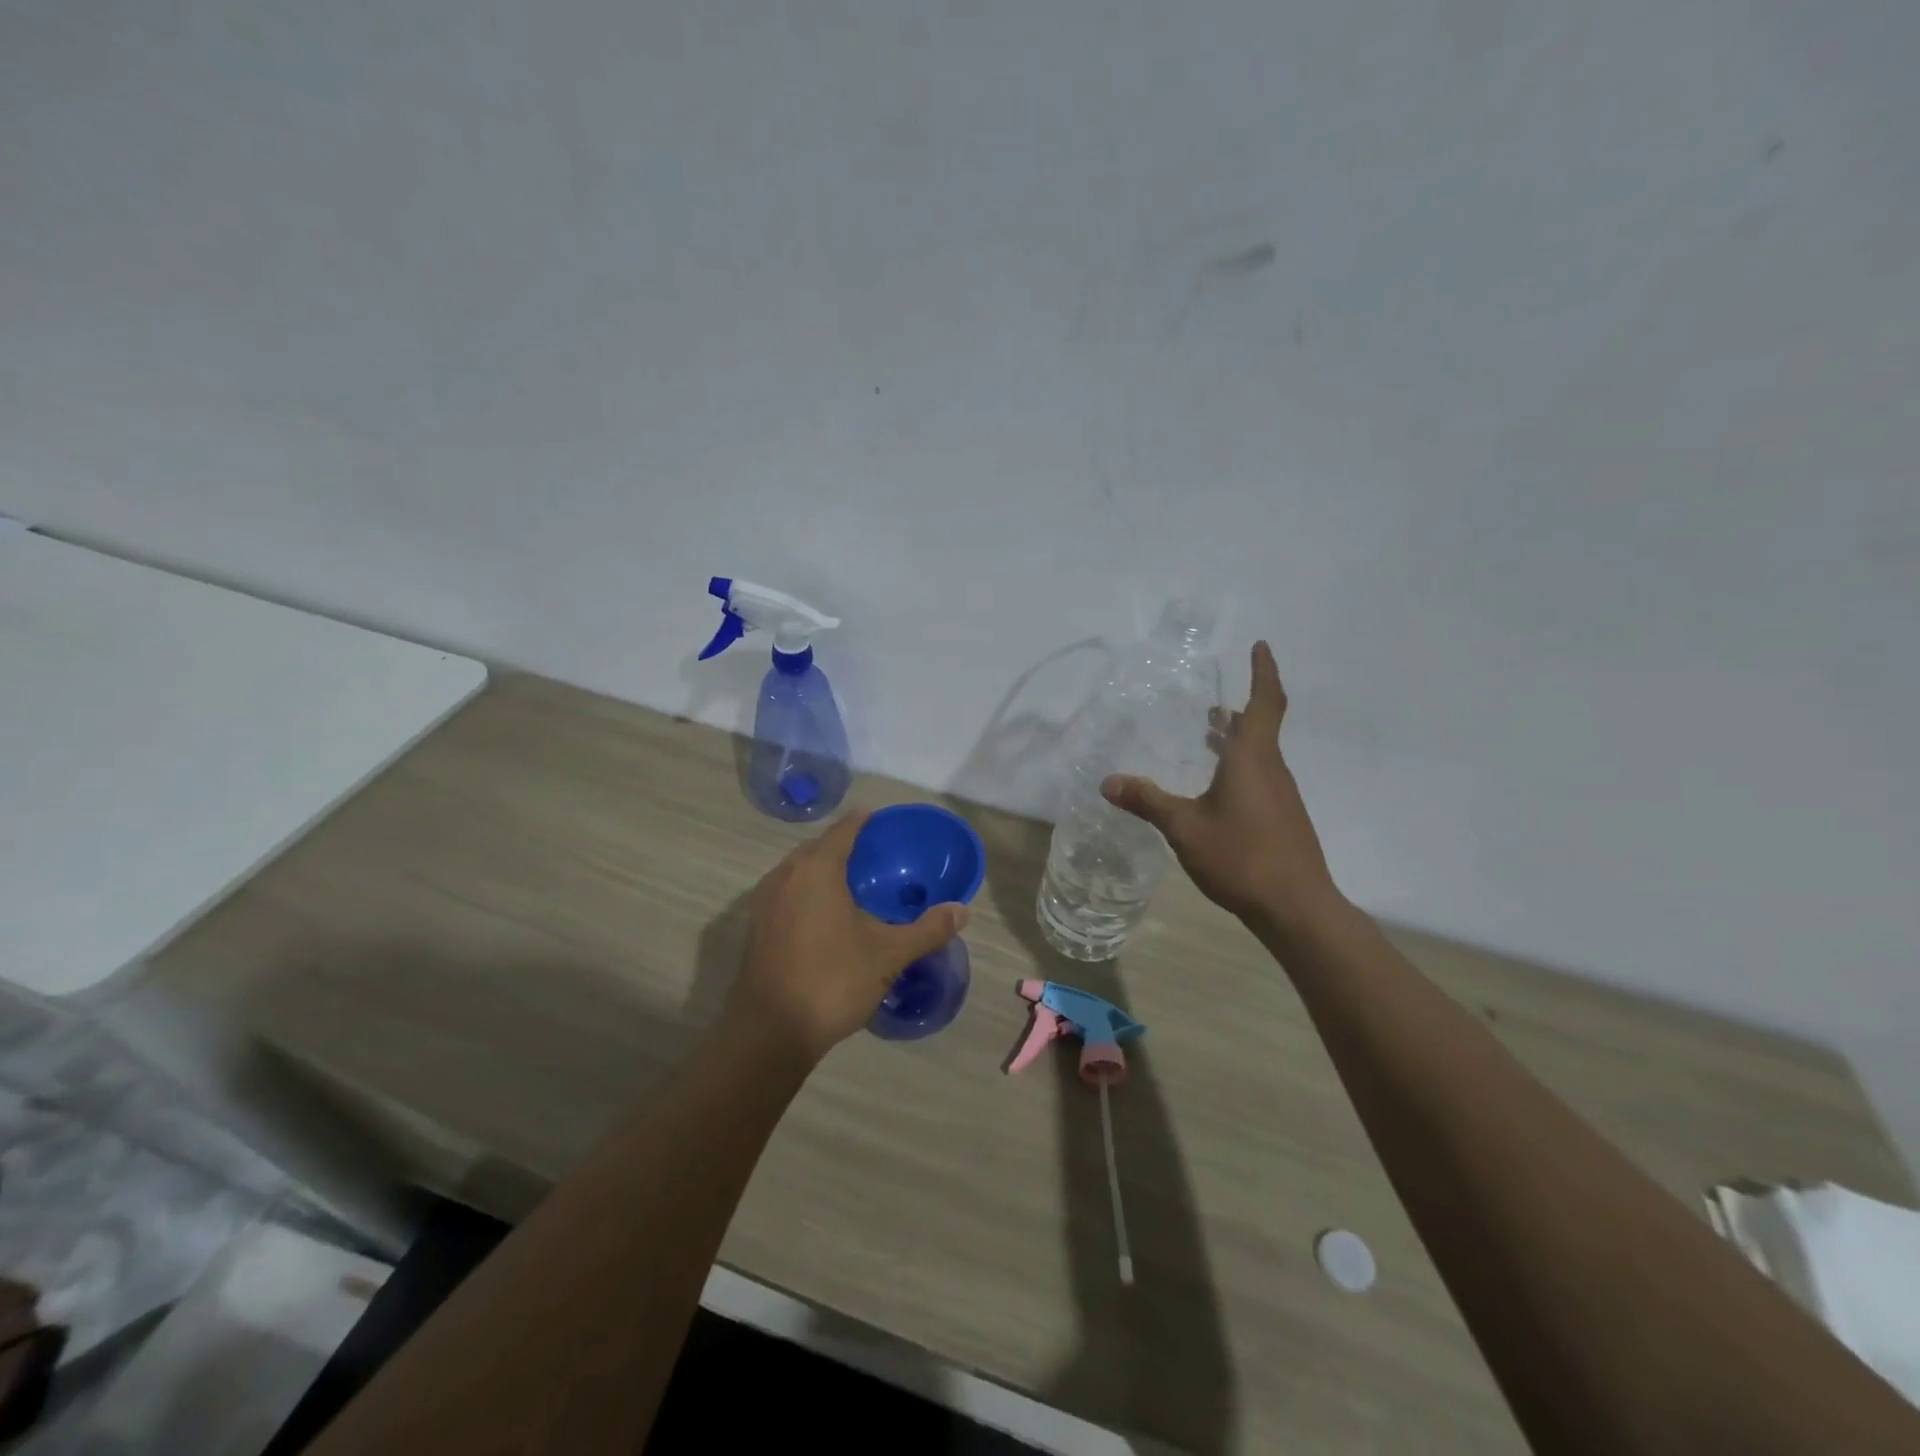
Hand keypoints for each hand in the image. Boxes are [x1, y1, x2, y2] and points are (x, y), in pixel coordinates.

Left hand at [725, 810, 970, 1063]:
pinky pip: (787, 893)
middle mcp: (786, 874)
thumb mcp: (888, 954)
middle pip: (818, 847)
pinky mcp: (756, 926)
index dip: (864, 821)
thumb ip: (927, 929)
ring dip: (823, 870)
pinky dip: (807, 892)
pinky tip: (827, 916)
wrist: (770, 1031)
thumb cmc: (832, 980)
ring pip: (798, 871)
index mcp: (817, 868)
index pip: (844, 829)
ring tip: (854, 885)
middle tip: (876, 858)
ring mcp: (764, 900)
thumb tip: (961, 911)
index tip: (883, 821)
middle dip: (844, 846)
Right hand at [1102, 641, 1344, 931]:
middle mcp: (1272, 770)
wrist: (1296, 908)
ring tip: (1208, 738)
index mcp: (1252, 759)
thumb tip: (1107, 782)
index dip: (1263, 671)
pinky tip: (1217, 790)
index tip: (1260, 645)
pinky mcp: (1283, 819)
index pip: (1264, 703)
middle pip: (1260, 727)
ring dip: (1237, 741)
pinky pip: (1260, 778)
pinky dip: (1239, 768)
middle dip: (1239, 711)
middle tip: (1211, 705)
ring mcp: (1281, 796)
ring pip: (1260, 755)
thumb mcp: (1184, 828)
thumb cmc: (1241, 857)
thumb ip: (1147, 801)